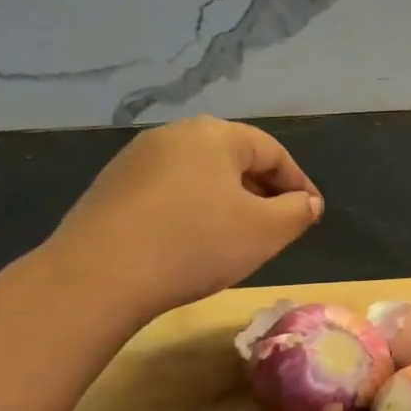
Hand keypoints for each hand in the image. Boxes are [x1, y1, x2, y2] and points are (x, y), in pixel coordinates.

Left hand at [40, 117, 322, 322]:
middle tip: (278, 226)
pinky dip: (192, 210)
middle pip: (234, 159)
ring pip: (200, 175)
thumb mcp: (265, 232)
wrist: (98, 276)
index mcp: (214, 134)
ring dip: (227, 201)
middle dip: (263, 191)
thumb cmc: (195, 245)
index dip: (299, 184)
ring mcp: (136, 159)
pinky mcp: (111, 187)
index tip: (312, 215)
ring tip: (238, 236)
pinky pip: (168, 192)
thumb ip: (298, 212)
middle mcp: (174, 135)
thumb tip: (308, 202)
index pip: (273, 151)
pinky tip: (192, 242)